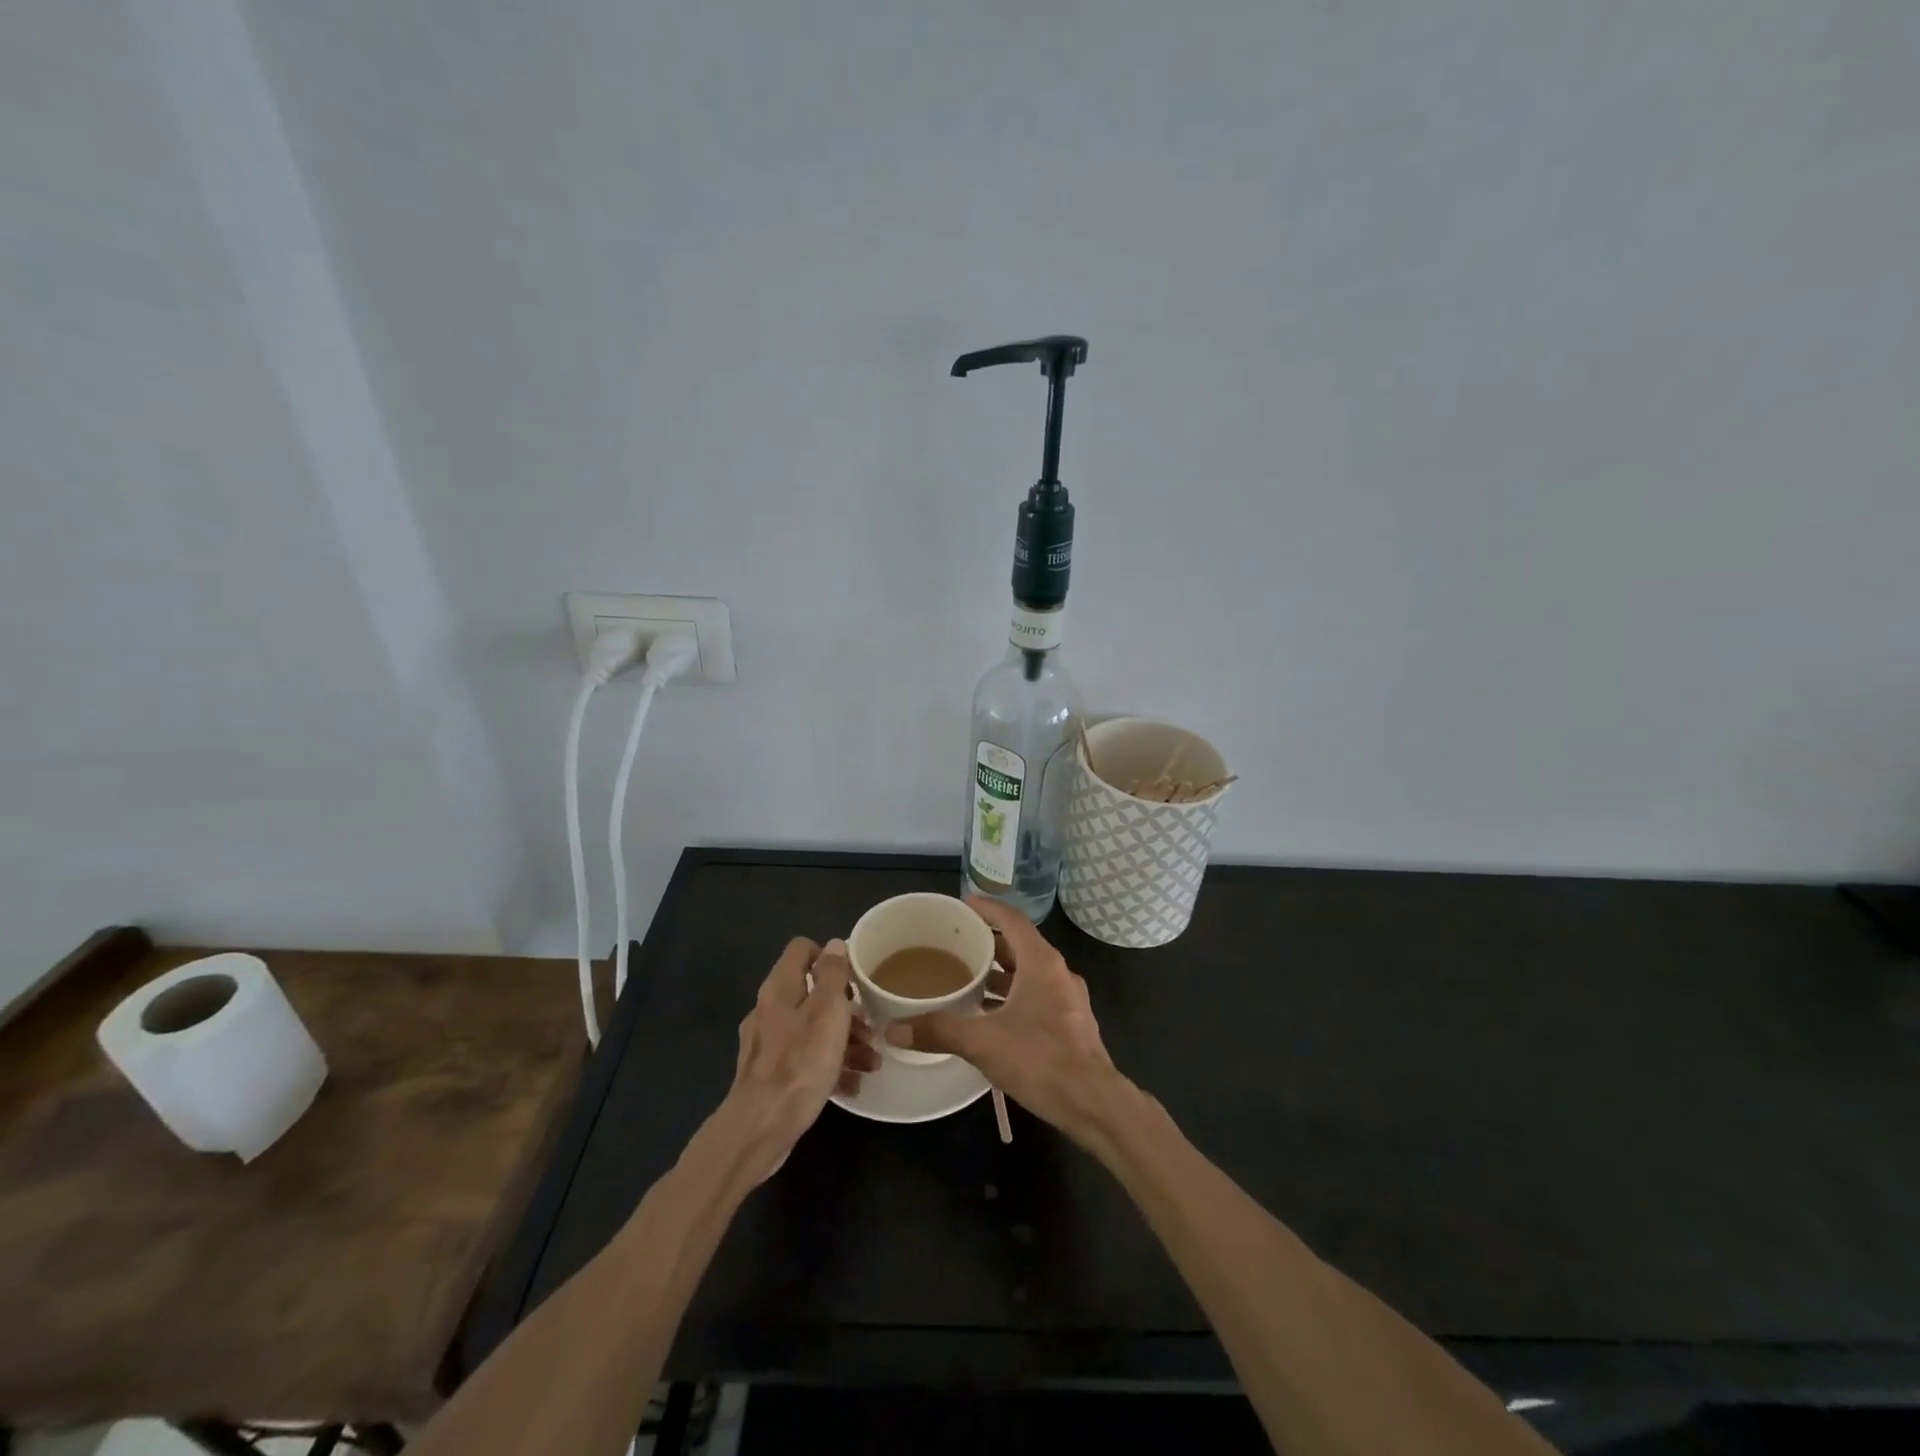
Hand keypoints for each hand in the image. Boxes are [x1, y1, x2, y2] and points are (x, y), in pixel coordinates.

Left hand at [721, 938, 878, 1181]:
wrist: (761, 1127)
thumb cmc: (800, 1063)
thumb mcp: (827, 1012)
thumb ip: (833, 975)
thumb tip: (833, 944)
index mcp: (780, 988)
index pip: (801, 949)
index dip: (828, 956)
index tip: (853, 979)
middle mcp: (769, 1009)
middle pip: (810, 992)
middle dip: (845, 1008)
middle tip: (870, 1028)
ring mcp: (766, 1043)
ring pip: (810, 1028)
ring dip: (843, 1041)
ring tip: (871, 1063)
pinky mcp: (769, 1074)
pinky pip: (804, 1059)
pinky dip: (827, 1066)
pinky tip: (851, 1085)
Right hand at [887, 897, 1129, 1143]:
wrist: (1093, 1104)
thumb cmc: (1040, 1060)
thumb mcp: (982, 1042)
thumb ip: (938, 1031)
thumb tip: (893, 1029)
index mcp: (1041, 963)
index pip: (1013, 920)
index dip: (988, 908)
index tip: (964, 903)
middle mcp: (1058, 973)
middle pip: (1021, 945)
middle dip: (990, 942)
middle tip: (958, 943)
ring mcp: (1068, 1000)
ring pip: (1030, 974)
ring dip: (1002, 973)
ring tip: (968, 978)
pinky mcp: (1070, 1025)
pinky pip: (1038, 996)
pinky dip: (1014, 996)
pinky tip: (992, 1015)